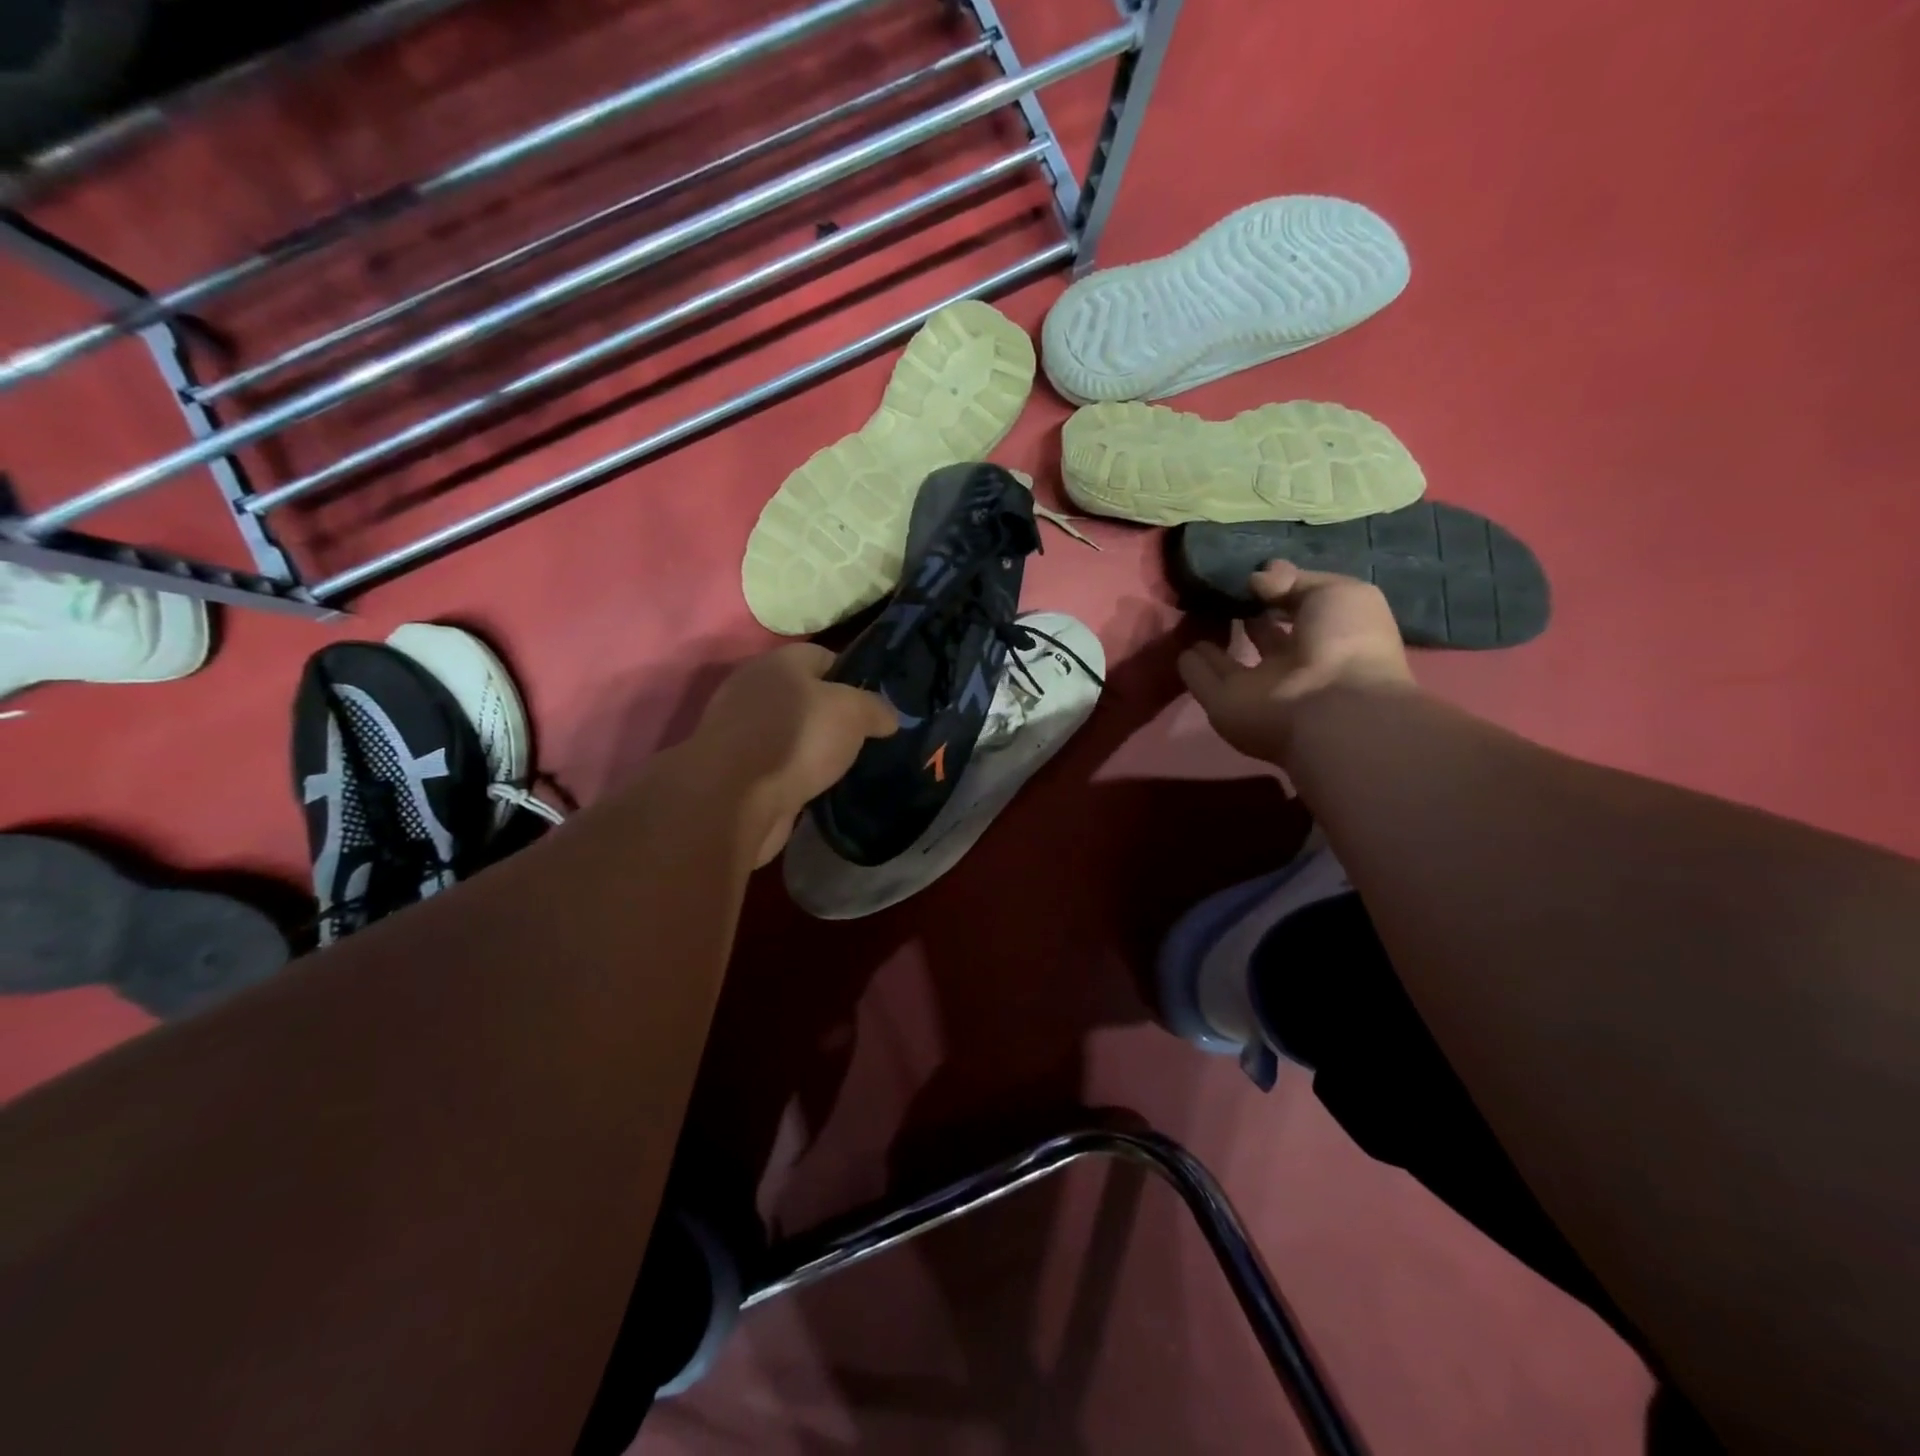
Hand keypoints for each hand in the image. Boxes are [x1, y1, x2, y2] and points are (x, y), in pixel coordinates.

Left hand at [688, 643, 896, 864]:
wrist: (735, 800)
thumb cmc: (798, 738)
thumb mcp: (853, 712)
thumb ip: (876, 708)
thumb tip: (888, 717)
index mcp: (779, 662)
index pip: (824, 656)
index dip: (853, 676)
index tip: (876, 705)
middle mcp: (754, 689)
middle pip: (804, 695)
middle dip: (833, 716)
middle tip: (865, 737)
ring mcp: (740, 730)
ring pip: (790, 732)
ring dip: (813, 747)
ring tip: (844, 765)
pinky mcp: (735, 769)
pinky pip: (777, 763)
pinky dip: (795, 773)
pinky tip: (816, 787)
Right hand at [1178, 562, 1413, 765]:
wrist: (1330, 709)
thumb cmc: (1345, 644)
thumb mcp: (1336, 593)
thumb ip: (1296, 581)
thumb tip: (1259, 577)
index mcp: (1327, 638)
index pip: (1300, 611)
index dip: (1279, 592)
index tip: (1253, 575)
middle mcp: (1292, 665)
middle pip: (1264, 639)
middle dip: (1247, 617)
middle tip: (1220, 593)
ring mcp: (1257, 688)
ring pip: (1229, 664)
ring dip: (1213, 647)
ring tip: (1193, 617)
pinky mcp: (1225, 705)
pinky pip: (1203, 682)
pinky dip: (1191, 668)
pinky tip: (1179, 648)